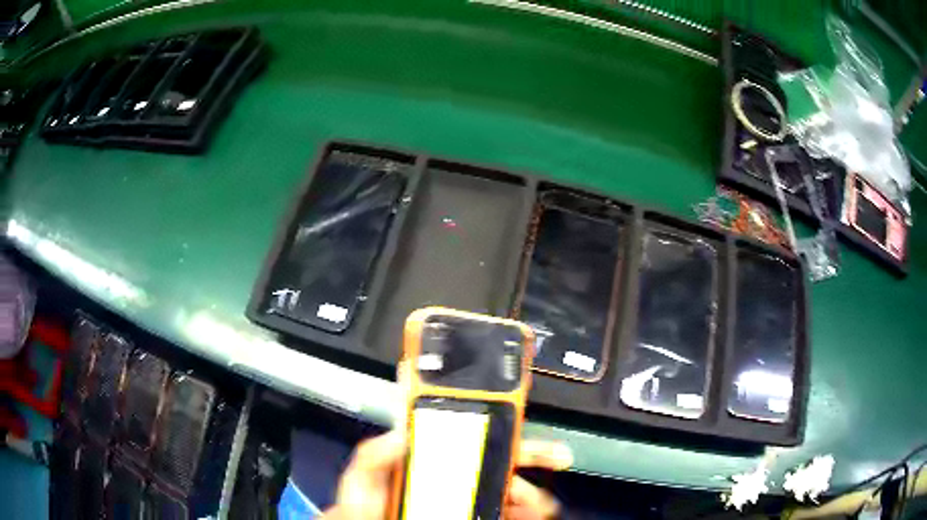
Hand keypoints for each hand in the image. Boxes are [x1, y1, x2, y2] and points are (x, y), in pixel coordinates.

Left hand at [320, 432, 571, 518]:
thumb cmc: (363, 508)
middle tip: (556, 457)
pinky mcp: (476, 517)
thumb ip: (373, 455)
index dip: (501, 427)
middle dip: (532, 457)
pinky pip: (506, 514)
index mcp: (432, 460)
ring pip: (511, 491)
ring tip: (539, 501)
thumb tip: (402, 433)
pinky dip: (525, 513)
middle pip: (501, 462)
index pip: (471, 437)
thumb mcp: (361, 478)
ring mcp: (466, 503)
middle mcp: (454, 478)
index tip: (521, 419)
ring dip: (532, 492)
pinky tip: (531, 515)